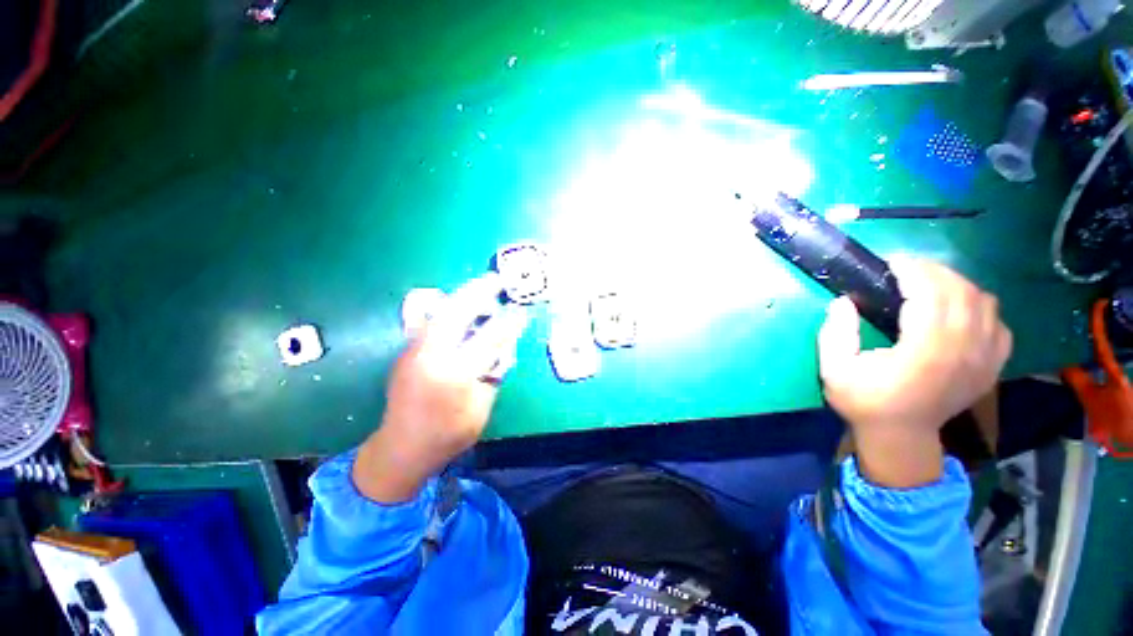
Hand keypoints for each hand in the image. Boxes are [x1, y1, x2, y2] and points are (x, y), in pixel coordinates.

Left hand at [353, 274, 528, 502]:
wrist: (401, 448)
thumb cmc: (448, 435)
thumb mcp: (481, 408)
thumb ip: (493, 374)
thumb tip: (503, 348)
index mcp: (454, 375)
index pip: (489, 340)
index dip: (509, 323)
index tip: (521, 311)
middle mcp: (431, 357)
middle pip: (456, 314)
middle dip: (478, 292)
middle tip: (496, 279)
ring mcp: (414, 351)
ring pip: (440, 312)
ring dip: (462, 296)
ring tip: (481, 286)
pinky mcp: (407, 351)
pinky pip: (431, 321)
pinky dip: (449, 308)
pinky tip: (461, 305)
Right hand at [817, 259, 1011, 486]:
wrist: (902, 437)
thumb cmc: (864, 402)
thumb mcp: (834, 370)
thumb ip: (835, 334)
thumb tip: (844, 301)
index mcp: (926, 353)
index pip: (932, 295)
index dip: (913, 271)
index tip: (891, 263)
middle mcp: (964, 352)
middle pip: (962, 292)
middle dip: (934, 271)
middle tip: (906, 269)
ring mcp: (984, 360)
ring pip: (984, 302)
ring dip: (956, 285)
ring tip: (928, 285)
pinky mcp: (991, 366)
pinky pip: (998, 322)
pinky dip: (978, 307)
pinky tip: (956, 311)